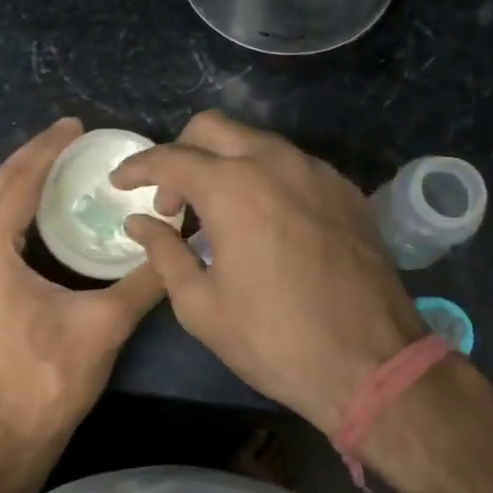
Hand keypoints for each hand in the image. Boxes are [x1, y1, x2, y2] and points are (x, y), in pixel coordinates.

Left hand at [0, 117, 164, 451]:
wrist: (6, 439)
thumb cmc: (51, 380)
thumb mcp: (105, 326)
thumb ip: (144, 280)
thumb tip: (179, 243)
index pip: (16, 183)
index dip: (47, 149)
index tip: (74, 125)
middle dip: (23, 159)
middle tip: (62, 143)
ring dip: (0, 182)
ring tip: (39, 171)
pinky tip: (18, 215)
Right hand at [112, 111, 424, 432]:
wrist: (373, 364)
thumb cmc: (274, 339)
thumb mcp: (201, 306)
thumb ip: (164, 253)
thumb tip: (140, 223)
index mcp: (233, 188)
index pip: (171, 158)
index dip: (138, 167)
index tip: (120, 183)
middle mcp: (275, 163)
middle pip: (213, 128)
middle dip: (181, 154)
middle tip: (173, 202)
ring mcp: (317, 172)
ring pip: (256, 142)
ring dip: (225, 164)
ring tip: (218, 214)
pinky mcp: (345, 191)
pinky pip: (292, 165)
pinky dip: (264, 178)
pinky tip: (264, 221)